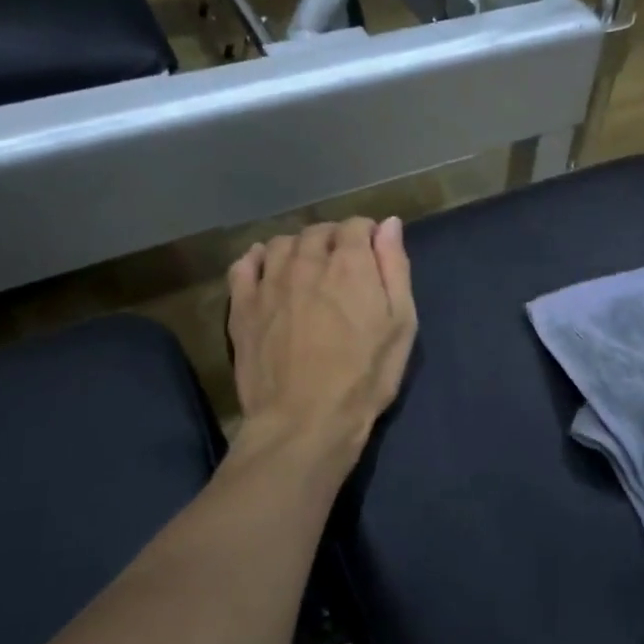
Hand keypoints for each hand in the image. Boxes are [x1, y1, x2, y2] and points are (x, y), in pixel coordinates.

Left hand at [227, 217, 416, 459]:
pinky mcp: (242, 305)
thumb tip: (388, 223)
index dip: (367, 235)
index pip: (355, 225)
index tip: (373, 255)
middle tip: (344, 267)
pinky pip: (244, 265)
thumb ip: (394, 268)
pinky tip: (268, 273)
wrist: (305, 420)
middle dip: (334, 240)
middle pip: (318, 231)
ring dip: (298, 248)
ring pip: (281, 243)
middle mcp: (306, 261)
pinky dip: (258, 260)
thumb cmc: (365, 375)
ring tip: (308, 270)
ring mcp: (269, 282)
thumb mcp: (401, 324)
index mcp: (350, 264)